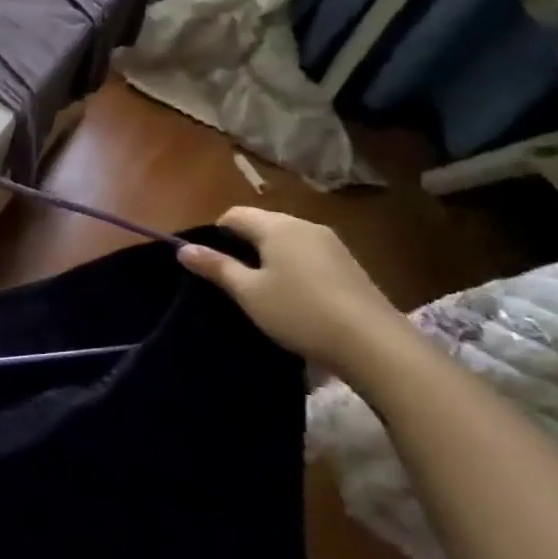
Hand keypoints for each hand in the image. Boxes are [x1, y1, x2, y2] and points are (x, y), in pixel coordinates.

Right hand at [178, 207, 412, 380]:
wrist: (374, 344)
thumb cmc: (300, 312)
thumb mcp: (249, 293)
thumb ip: (216, 267)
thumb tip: (183, 249)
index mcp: (276, 226)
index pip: (234, 214)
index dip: (216, 233)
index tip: (210, 262)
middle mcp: (304, 225)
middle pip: (263, 223)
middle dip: (244, 244)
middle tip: (233, 279)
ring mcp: (331, 243)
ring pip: (287, 239)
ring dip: (270, 256)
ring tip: (263, 290)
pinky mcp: (349, 264)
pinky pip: (309, 254)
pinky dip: (294, 267)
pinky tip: (296, 297)